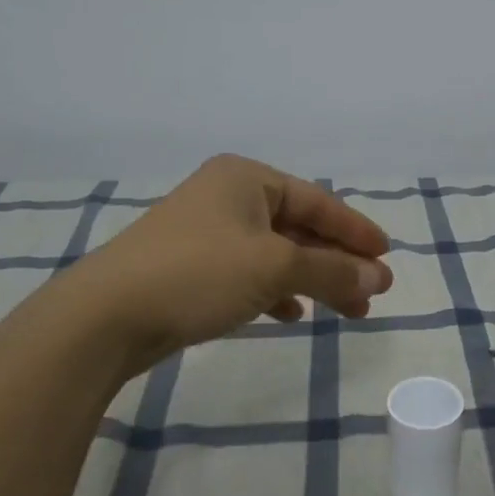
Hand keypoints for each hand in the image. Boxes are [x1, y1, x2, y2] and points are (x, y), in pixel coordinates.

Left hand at [74, 154, 392, 375]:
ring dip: (313, 279)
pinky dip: (276, 290)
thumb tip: (380, 278)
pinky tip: (291, 314)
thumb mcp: (275, 267)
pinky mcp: (192, 267)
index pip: (318, 201)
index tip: (388, 257)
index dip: (357, 230)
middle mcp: (227, 197)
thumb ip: (332, 270)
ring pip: (277, 254)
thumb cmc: (199, 273)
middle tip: (372, 293)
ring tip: (346, 310)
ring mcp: (207, 233)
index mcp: (247, 178)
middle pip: (300, 227)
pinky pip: (250, 273)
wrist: (106, 316)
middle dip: (338, 261)